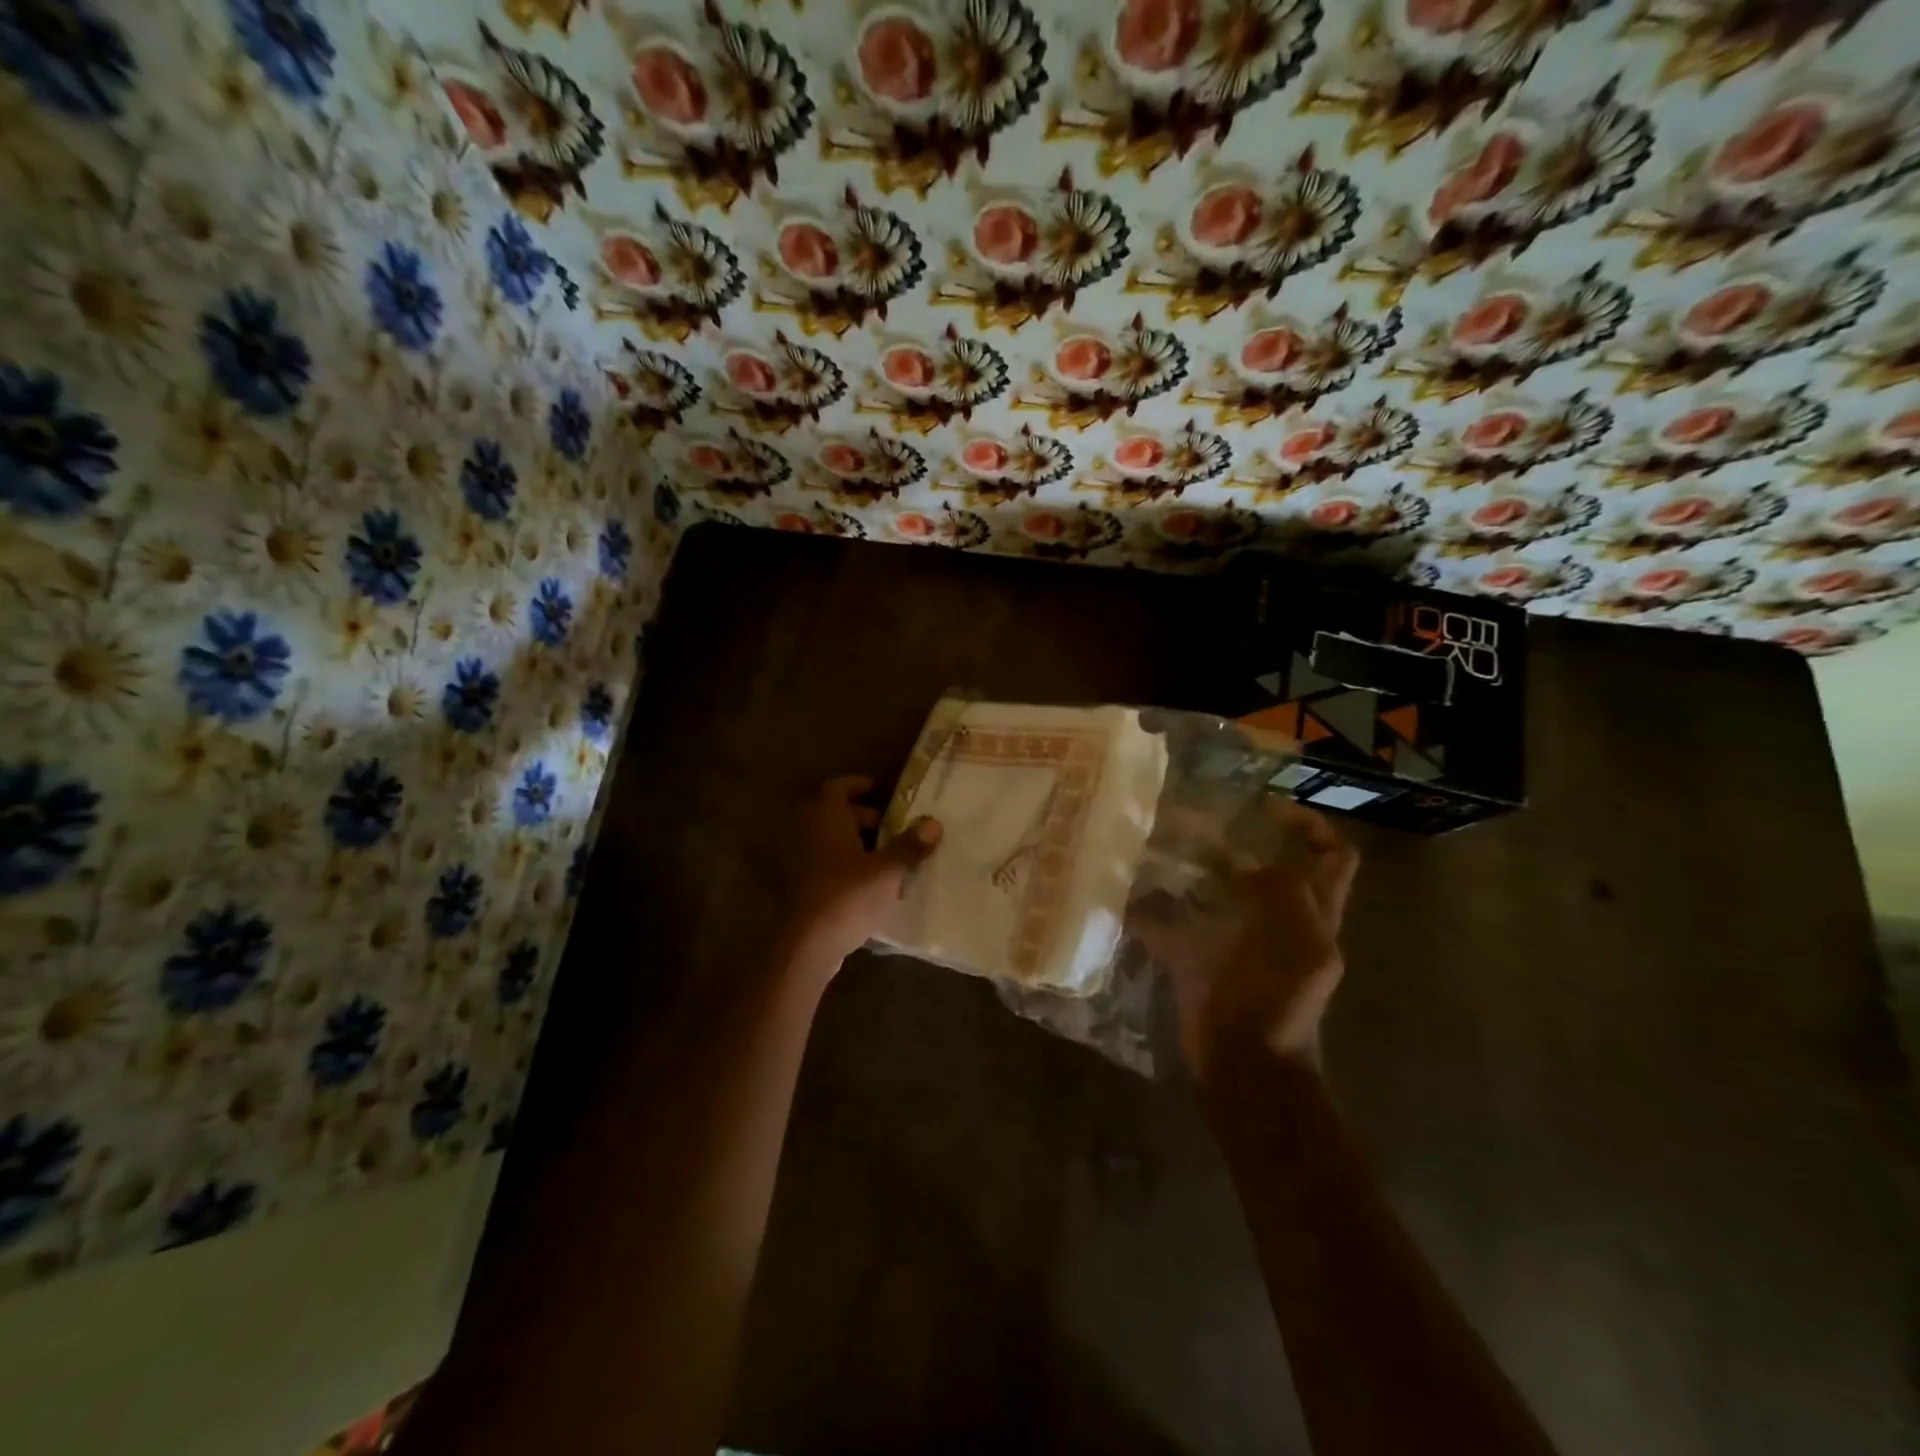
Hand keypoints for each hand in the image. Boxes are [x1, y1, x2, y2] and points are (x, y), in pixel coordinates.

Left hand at [780, 775, 941, 973]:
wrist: (808, 943)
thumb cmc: (848, 895)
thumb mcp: (888, 870)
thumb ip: (910, 845)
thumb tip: (933, 823)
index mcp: (825, 815)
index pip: (838, 786)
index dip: (860, 785)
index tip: (883, 793)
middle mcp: (806, 830)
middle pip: (833, 811)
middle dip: (863, 816)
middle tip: (892, 827)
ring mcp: (798, 857)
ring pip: (828, 837)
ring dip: (853, 840)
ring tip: (885, 854)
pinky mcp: (798, 883)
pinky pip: (822, 860)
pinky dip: (842, 861)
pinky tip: (868, 880)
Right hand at [1128, 800, 1356, 1078]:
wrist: (1245, 1066)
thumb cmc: (1279, 1005)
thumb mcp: (1298, 944)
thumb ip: (1284, 894)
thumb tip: (1244, 866)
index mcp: (1314, 917)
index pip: (1333, 858)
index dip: (1311, 826)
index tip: (1268, 807)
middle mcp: (1278, 924)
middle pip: (1268, 870)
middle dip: (1239, 843)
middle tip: (1200, 822)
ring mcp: (1237, 943)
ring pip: (1217, 893)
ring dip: (1192, 870)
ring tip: (1163, 846)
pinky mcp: (1198, 961)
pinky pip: (1172, 926)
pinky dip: (1152, 910)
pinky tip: (1130, 892)